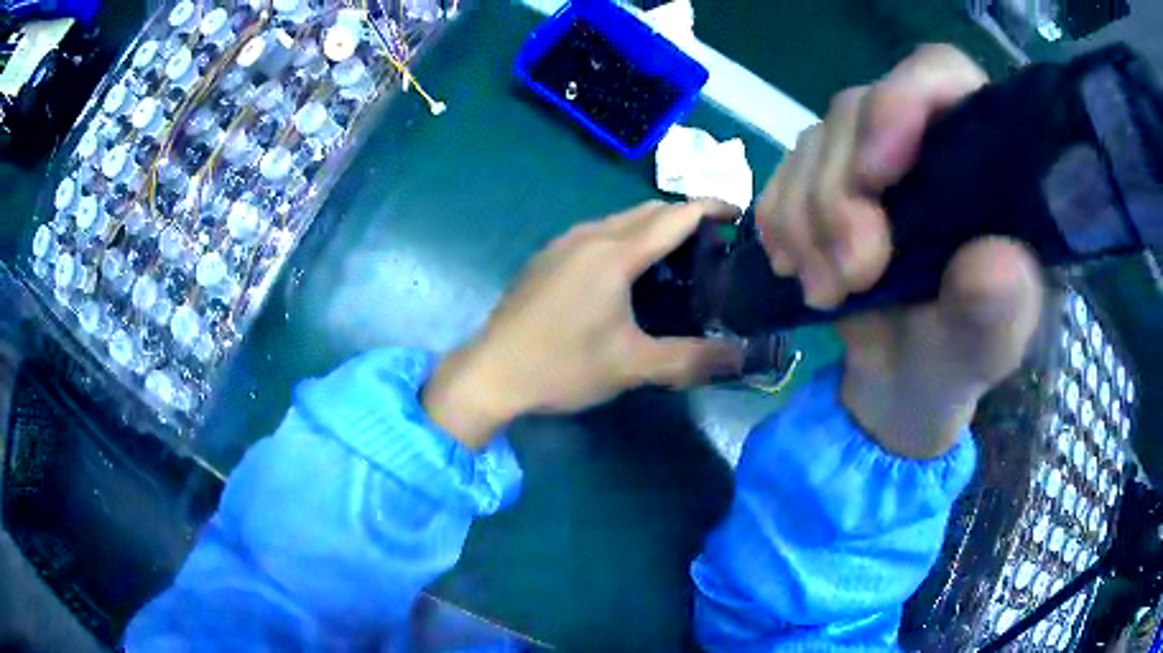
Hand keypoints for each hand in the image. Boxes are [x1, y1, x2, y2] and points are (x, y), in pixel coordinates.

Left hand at [423, 200, 743, 448]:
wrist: (491, 372)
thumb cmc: (562, 366)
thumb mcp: (632, 366)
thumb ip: (692, 359)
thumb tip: (743, 358)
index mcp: (614, 254)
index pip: (675, 215)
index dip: (712, 207)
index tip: (739, 214)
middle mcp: (589, 236)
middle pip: (648, 211)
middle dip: (685, 217)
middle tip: (715, 244)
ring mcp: (563, 243)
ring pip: (621, 220)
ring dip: (654, 228)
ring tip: (679, 257)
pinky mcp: (547, 257)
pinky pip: (598, 233)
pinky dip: (627, 239)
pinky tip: (630, 272)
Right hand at [755, 44, 1044, 458]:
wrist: (898, 387)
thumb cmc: (954, 364)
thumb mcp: (985, 351)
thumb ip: (999, 313)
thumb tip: (995, 262)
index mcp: (983, 162)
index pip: (942, 75)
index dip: (902, 100)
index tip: (875, 176)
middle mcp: (924, 143)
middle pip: (860, 110)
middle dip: (841, 193)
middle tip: (849, 276)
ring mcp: (870, 161)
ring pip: (815, 144)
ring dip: (807, 220)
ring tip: (827, 291)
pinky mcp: (826, 185)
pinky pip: (781, 177)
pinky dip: (781, 223)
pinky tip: (797, 268)